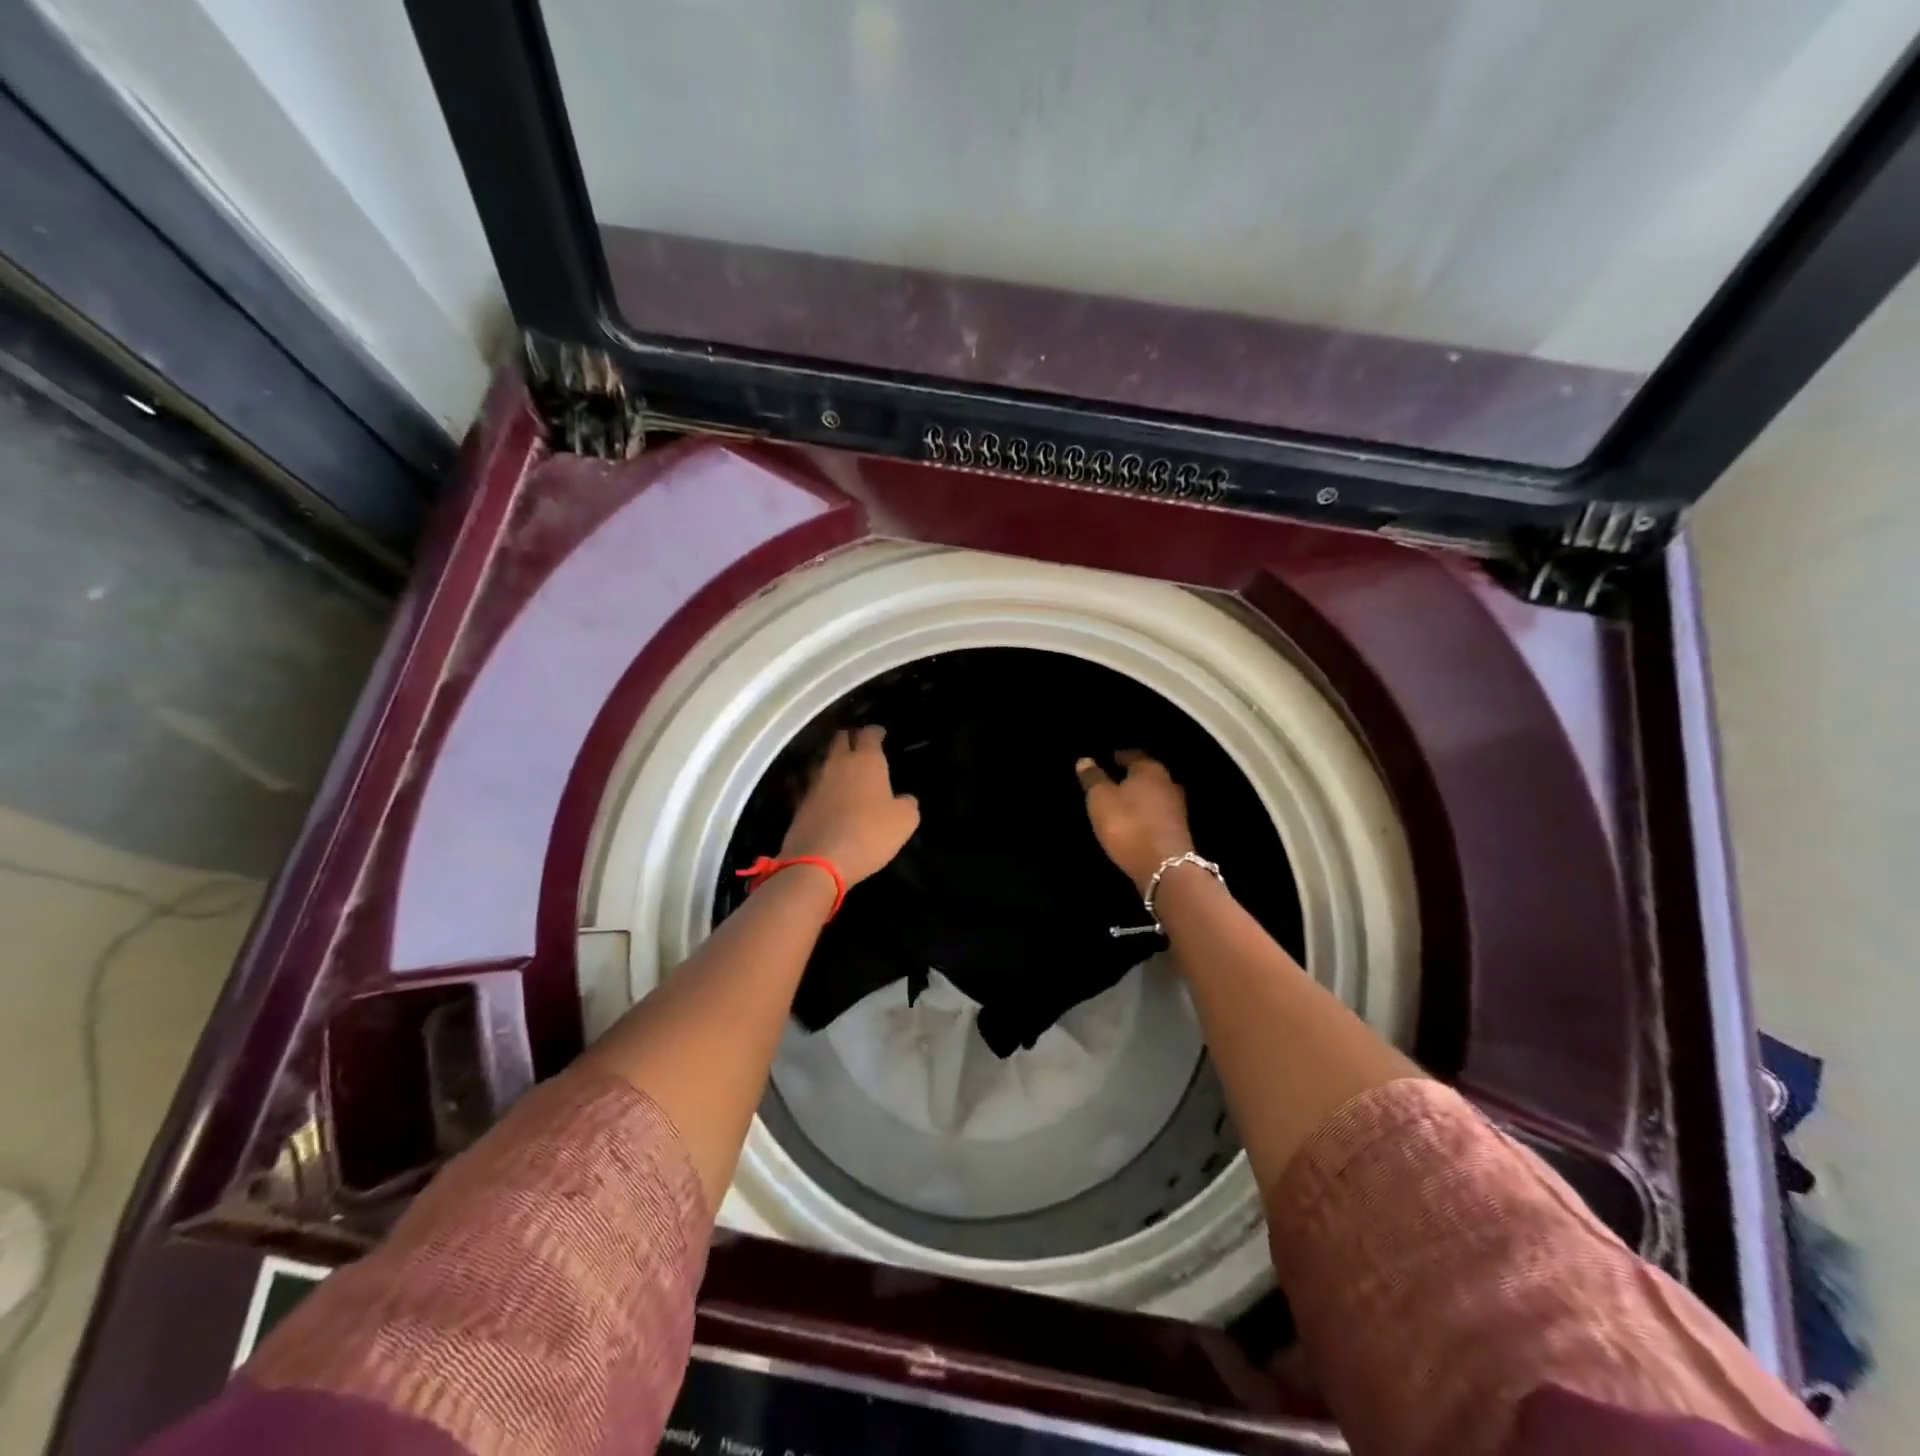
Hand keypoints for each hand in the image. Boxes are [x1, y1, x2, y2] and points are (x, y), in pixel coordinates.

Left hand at [782, 725, 920, 884]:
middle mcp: (838, 764)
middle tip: (860, 745)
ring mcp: (815, 782)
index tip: (880, 733)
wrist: (818, 862)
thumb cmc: (869, 834)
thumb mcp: (904, 821)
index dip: (875, 732)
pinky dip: (823, 786)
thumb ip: (907, 804)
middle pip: (840, 739)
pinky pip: (814, 785)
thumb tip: (904, 799)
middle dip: (851, 737)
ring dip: (834, 760)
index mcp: (865, 761)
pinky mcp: (800, 803)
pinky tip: (829, 795)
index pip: (869, 734)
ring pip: (824, 760)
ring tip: (844, 768)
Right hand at [1076, 751, 1194, 891]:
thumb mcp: (1101, 799)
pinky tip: (1135, 820)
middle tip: (1113, 779)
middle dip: (1132, 775)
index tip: (1108, 758)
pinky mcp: (1178, 830)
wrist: (1165, 867)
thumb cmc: (1128, 825)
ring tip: (1122, 801)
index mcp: (1149, 770)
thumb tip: (1085, 760)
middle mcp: (1168, 783)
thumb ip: (1093, 778)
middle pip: (1147, 773)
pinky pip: (1158, 813)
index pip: (1134, 755)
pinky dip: (1146, 813)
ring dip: (1140, 796)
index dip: (1120, 756)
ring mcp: (1177, 807)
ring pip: (1155, 794)